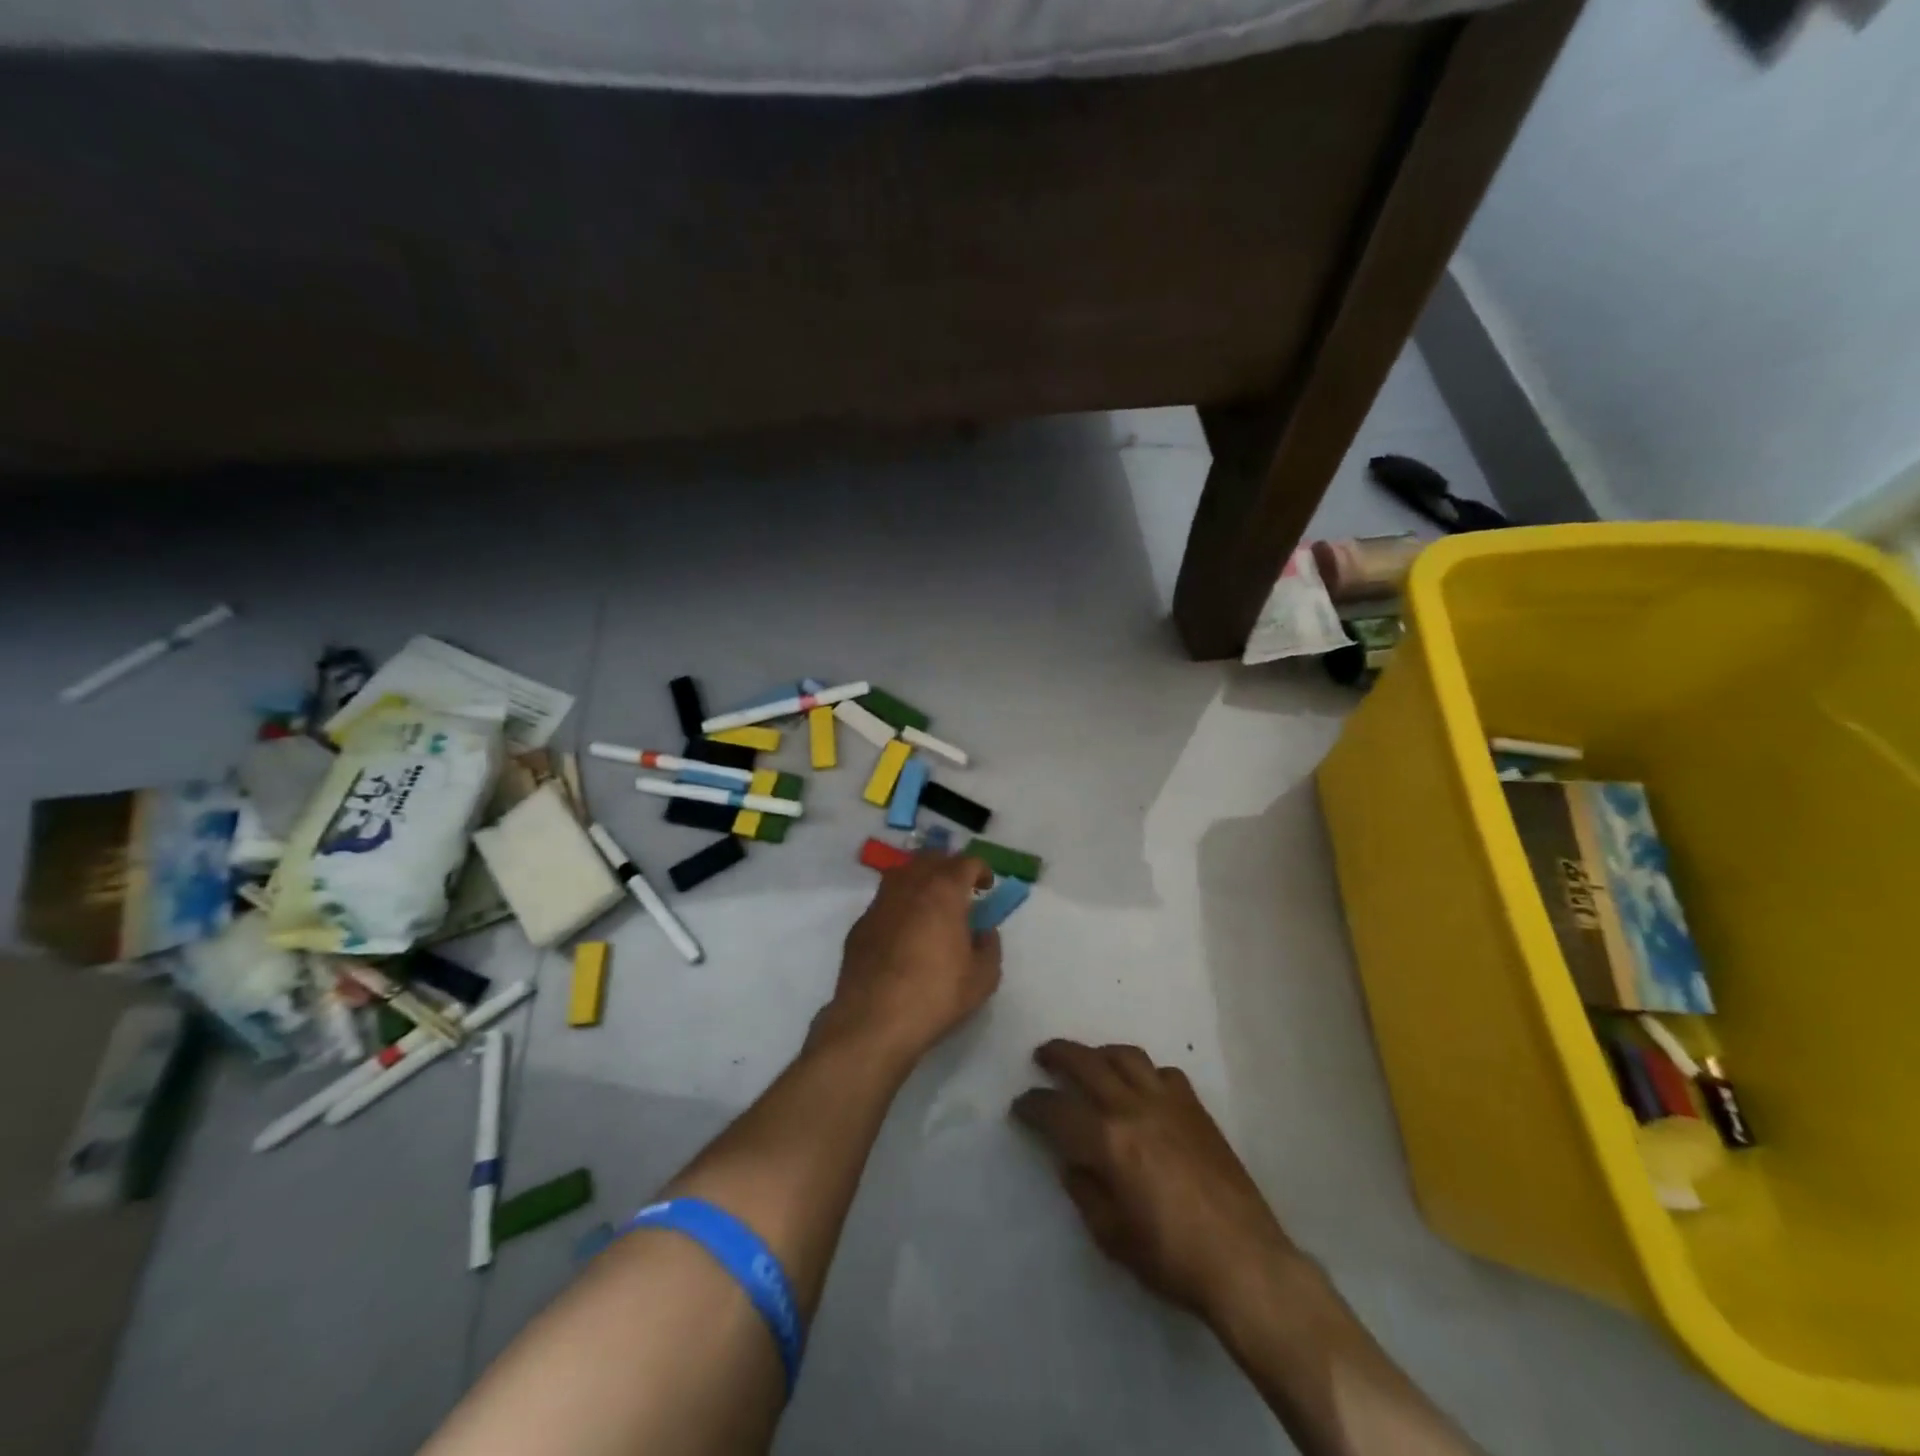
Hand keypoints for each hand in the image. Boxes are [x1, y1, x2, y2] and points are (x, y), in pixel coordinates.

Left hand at [819, 851, 1001, 1068]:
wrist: (874, 1020)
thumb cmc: (936, 995)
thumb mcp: (982, 978)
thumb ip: (990, 946)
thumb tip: (984, 931)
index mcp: (943, 891)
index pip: (966, 862)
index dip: (981, 870)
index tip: (986, 888)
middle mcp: (909, 886)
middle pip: (931, 859)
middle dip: (949, 868)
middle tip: (960, 890)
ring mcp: (880, 903)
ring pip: (903, 874)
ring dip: (921, 881)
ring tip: (931, 905)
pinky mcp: (860, 924)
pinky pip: (885, 902)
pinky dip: (900, 905)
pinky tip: (904, 932)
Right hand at [1013, 1040, 1302, 1322]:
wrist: (1245, 1262)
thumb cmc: (1172, 1258)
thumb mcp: (1112, 1237)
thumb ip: (1085, 1192)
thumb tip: (1073, 1163)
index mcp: (1108, 1142)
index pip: (1056, 1110)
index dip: (1032, 1105)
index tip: (1020, 1105)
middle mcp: (1133, 1108)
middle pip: (1087, 1063)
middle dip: (1058, 1055)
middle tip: (1042, 1056)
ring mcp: (1168, 1102)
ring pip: (1126, 1056)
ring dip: (1100, 1053)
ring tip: (1089, 1061)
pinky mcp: (1196, 1108)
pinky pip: (1163, 1073)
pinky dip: (1144, 1073)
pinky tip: (1142, 1089)